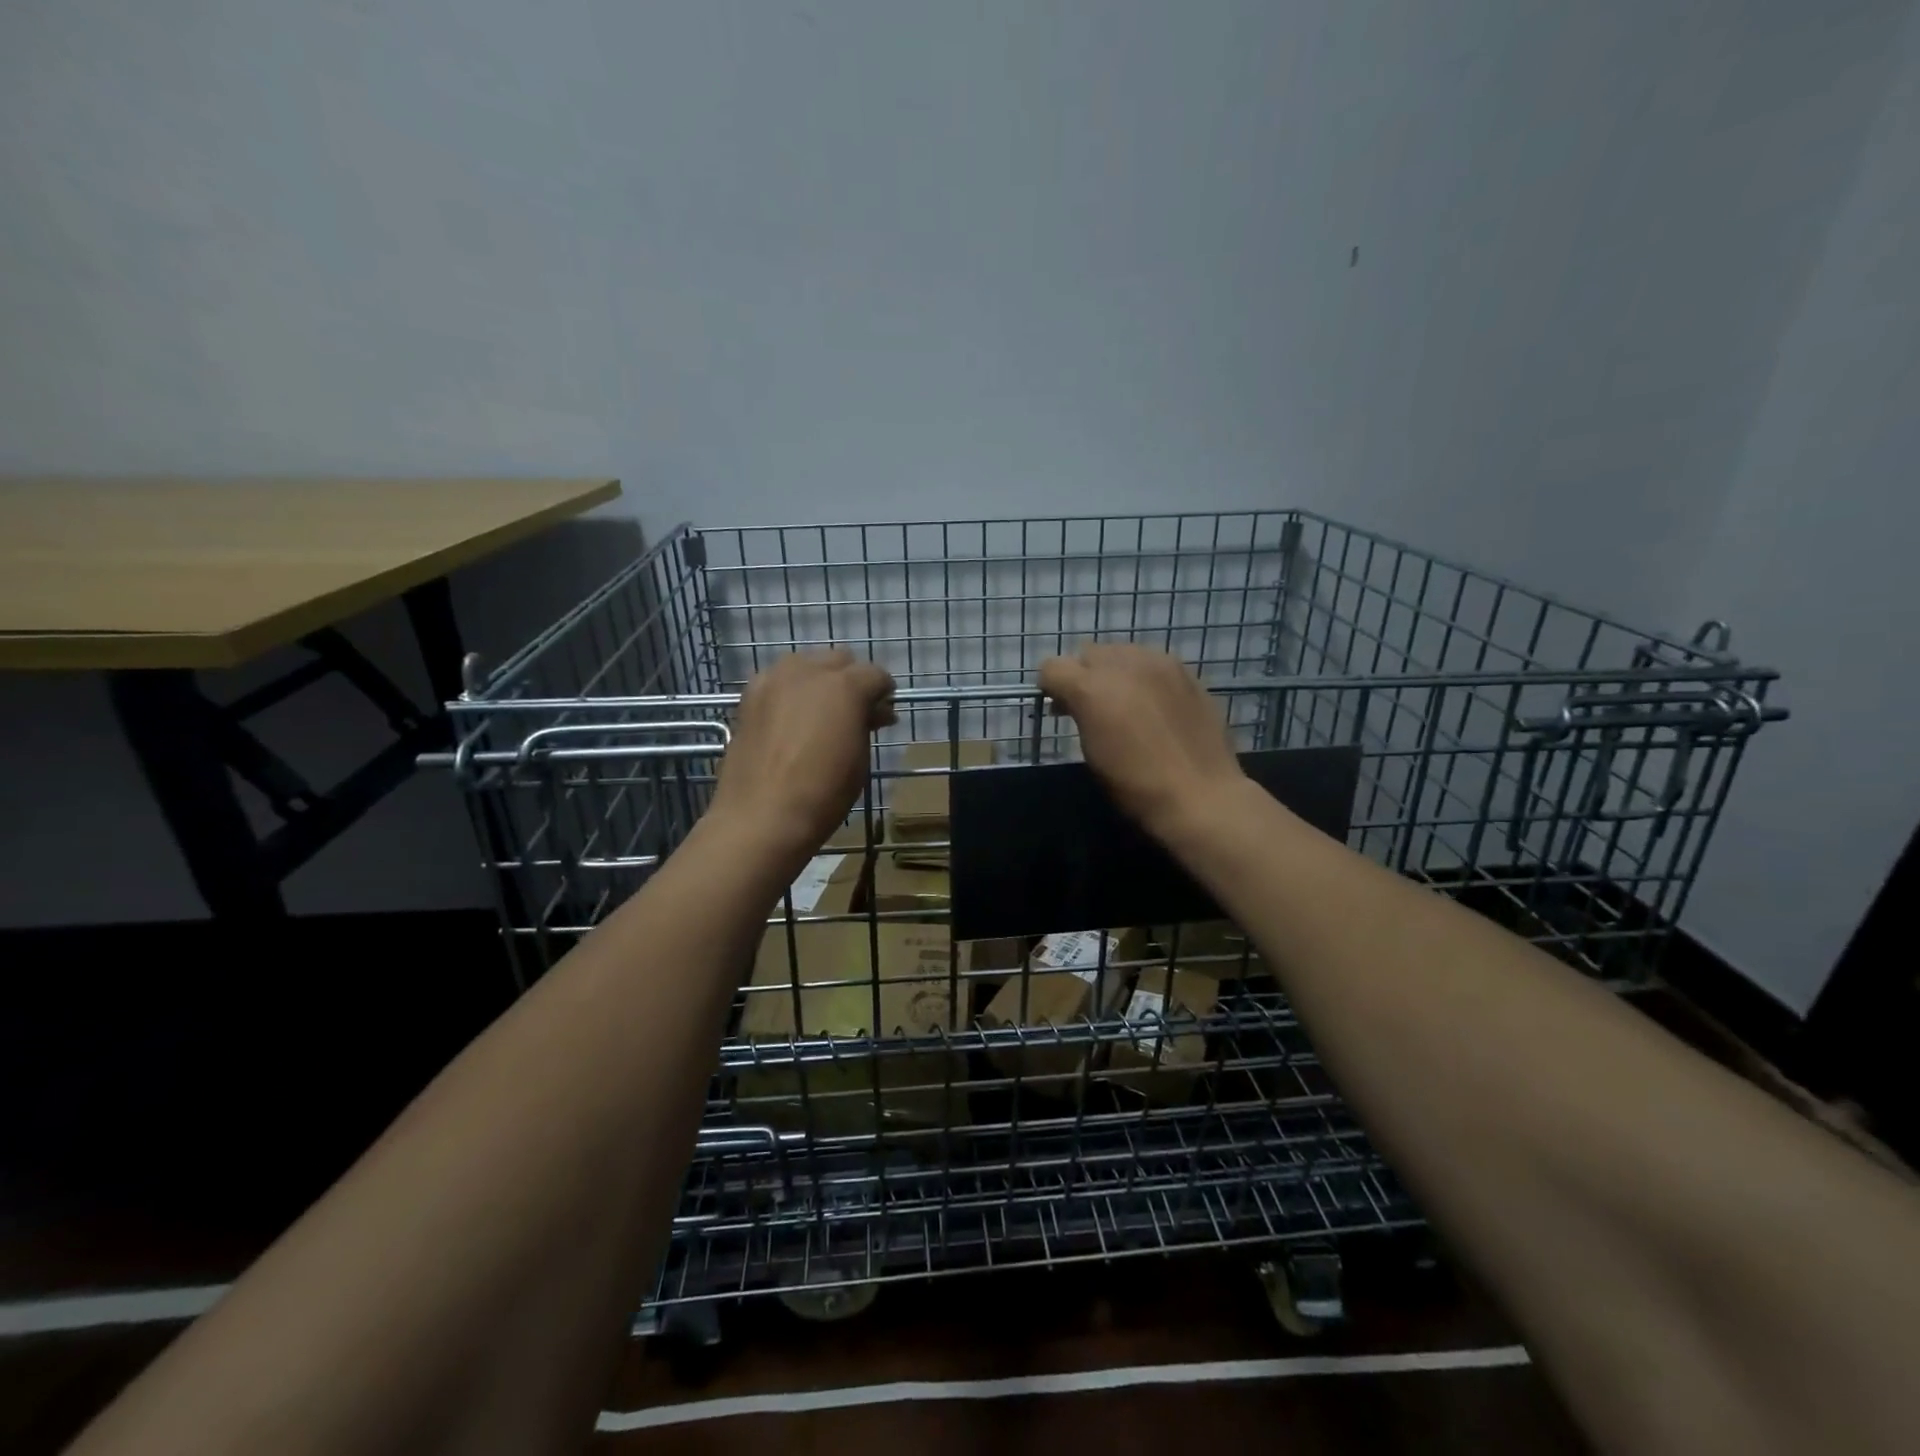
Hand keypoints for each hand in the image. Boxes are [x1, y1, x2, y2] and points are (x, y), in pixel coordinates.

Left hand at [710, 650, 895, 860]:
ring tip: (820, 713)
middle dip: (852, 680)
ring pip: (806, 664)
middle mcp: (808, 672)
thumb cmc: (822, 794)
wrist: (760, 817)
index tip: (883, 715)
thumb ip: (866, 724)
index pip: (876, 675)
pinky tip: (791, 718)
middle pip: (840, 660)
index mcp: (844, 686)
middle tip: (854, 713)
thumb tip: (874, 712)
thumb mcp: (859, 759)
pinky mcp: (750, 695)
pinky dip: (791, 691)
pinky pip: (778, 680)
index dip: (884, 694)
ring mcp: (774, 680)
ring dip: (819, 681)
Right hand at [1039, 643, 1245, 840]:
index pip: (1052, 667)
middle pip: (1088, 653)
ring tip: (1127, 703)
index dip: (1051, 687)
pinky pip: (1152, 662)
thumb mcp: (1092, 753)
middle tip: (1093, 707)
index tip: (1061, 709)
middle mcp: (1122, 664)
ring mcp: (1158, 663)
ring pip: (1121, 652)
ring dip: (1115, 672)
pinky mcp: (1185, 671)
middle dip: (1083, 675)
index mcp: (1091, 688)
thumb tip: (1073, 704)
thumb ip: (1079, 716)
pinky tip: (1155, 705)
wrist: (1200, 794)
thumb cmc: (1136, 786)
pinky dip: (1144, 676)